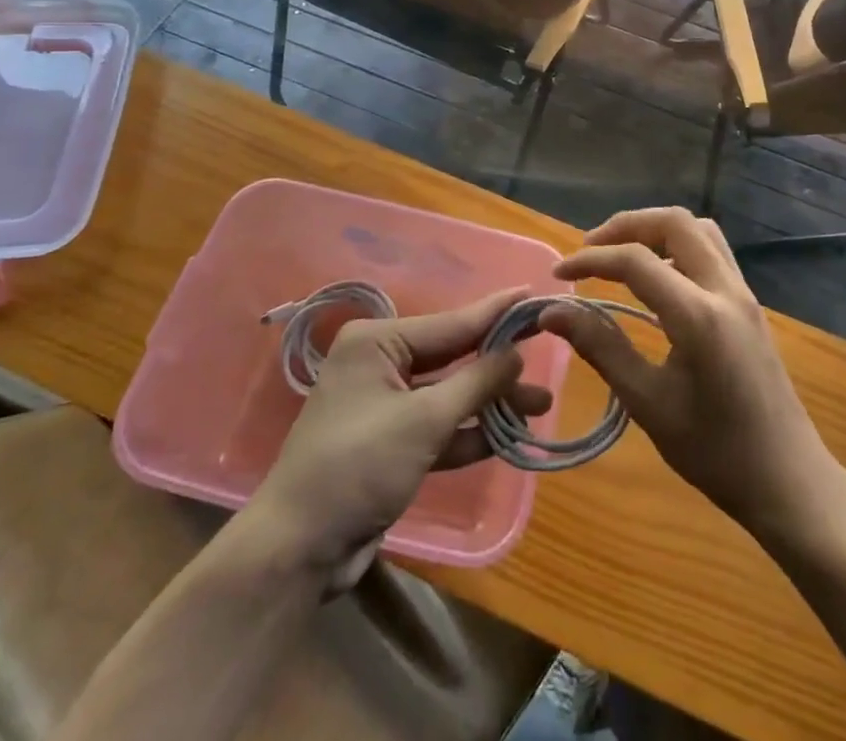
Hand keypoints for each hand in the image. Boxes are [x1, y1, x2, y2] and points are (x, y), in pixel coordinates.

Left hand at [237, 289, 551, 591]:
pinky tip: (509, 435)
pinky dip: (470, 432)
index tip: (533, 294)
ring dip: (491, 403)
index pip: (451, 323)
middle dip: (498, 365)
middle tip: (547, 351)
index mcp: (378, 342)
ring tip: (541, 405)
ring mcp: (385, 405)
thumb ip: (475, 382)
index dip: (496, 312)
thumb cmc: (359, 465)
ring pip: (450, 395)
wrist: (298, 550)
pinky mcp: (390, 444)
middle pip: (453, 357)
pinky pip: (438, 427)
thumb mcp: (424, 420)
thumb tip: (517, 352)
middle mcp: (380, 364)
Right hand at [540, 208, 845, 540]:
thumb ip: (600, 348)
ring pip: (698, 230)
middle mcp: (725, 289)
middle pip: (674, 223)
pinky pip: (711, 251)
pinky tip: (656, 278)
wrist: (788, 480)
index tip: (559, 273)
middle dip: (627, 225)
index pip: (636, 261)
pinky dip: (677, 246)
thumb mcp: (648, 404)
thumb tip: (551, 312)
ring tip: (621, 255)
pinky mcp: (749, 303)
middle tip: (591, 249)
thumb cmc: (715, 452)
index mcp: (698, 315)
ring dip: (655, 230)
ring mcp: (743, 292)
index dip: (591, 260)